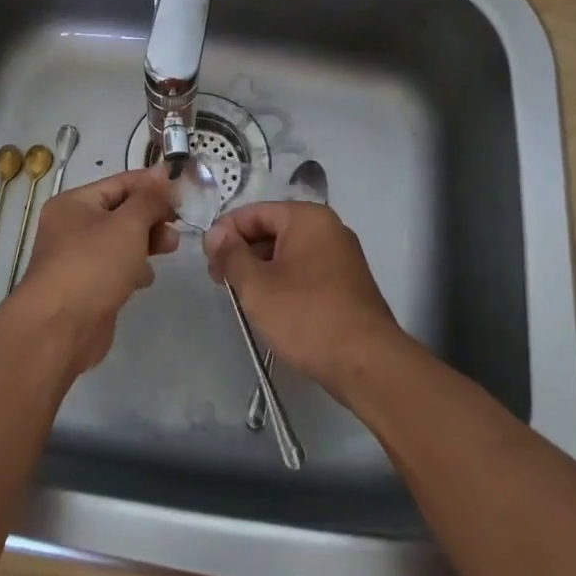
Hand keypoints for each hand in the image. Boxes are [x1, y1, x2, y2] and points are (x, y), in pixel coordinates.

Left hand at [13, 168, 179, 375]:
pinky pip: (114, 268)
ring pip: (120, 241)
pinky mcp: (85, 288)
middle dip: (152, 217)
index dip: (152, 184)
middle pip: (120, 212)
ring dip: (146, 242)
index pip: (120, 183)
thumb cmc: (93, 265)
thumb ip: (149, 198)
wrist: (58, 330)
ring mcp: (76, 259)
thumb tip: (161, 171)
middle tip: (179, 226)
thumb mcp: (128, 224)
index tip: (183, 191)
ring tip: (171, 249)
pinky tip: (146, 279)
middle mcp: (71, 227)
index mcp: (74, 203)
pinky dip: (133, 268)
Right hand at [203, 201, 407, 398]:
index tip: (207, 261)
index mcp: (307, 218)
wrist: (368, 364)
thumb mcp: (257, 286)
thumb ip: (231, 255)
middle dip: (243, 252)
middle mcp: (328, 228)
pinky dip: (284, 282)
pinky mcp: (348, 284)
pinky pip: (306, 271)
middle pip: (273, 229)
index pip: (254, 212)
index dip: (226, 233)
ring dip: (262, 270)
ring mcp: (342, 256)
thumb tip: (215, 234)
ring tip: (242, 298)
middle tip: (220, 282)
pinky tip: (272, 308)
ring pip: (289, 253)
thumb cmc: (307, 316)